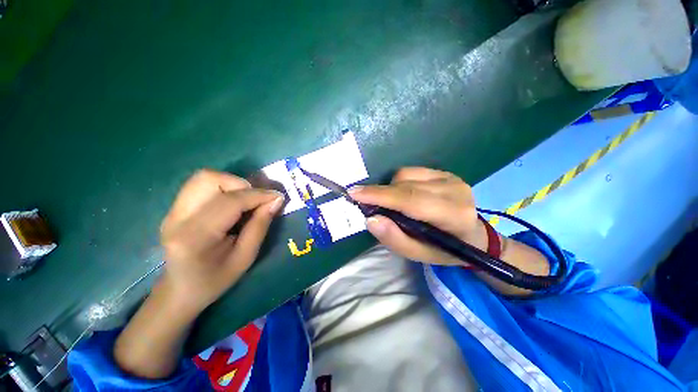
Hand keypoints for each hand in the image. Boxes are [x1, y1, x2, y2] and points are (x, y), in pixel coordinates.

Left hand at [159, 169, 284, 314]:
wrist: (180, 291)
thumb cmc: (215, 280)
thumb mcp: (245, 258)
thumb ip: (260, 226)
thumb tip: (276, 200)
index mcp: (195, 236)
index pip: (230, 202)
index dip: (259, 195)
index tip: (278, 197)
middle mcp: (178, 218)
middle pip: (210, 179)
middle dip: (242, 185)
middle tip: (256, 201)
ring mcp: (172, 211)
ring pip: (204, 177)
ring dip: (232, 184)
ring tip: (245, 200)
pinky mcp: (174, 208)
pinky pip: (201, 185)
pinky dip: (223, 187)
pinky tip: (232, 204)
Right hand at [349, 167, 487, 265]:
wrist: (473, 235)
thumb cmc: (445, 250)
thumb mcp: (419, 254)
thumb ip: (395, 239)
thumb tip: (370, 219)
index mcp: (453, 215)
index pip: (410, 200)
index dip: (380, 195)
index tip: (354, 193)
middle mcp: (455, 190)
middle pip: (405, 185)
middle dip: (379, 193)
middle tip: (366, 203)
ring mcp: (450, 177)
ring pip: (405, 175)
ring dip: (391, 189)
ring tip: (393, 205)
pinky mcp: (444, 172)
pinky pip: (411, 171)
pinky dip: (399, 183)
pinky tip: (404, 195)